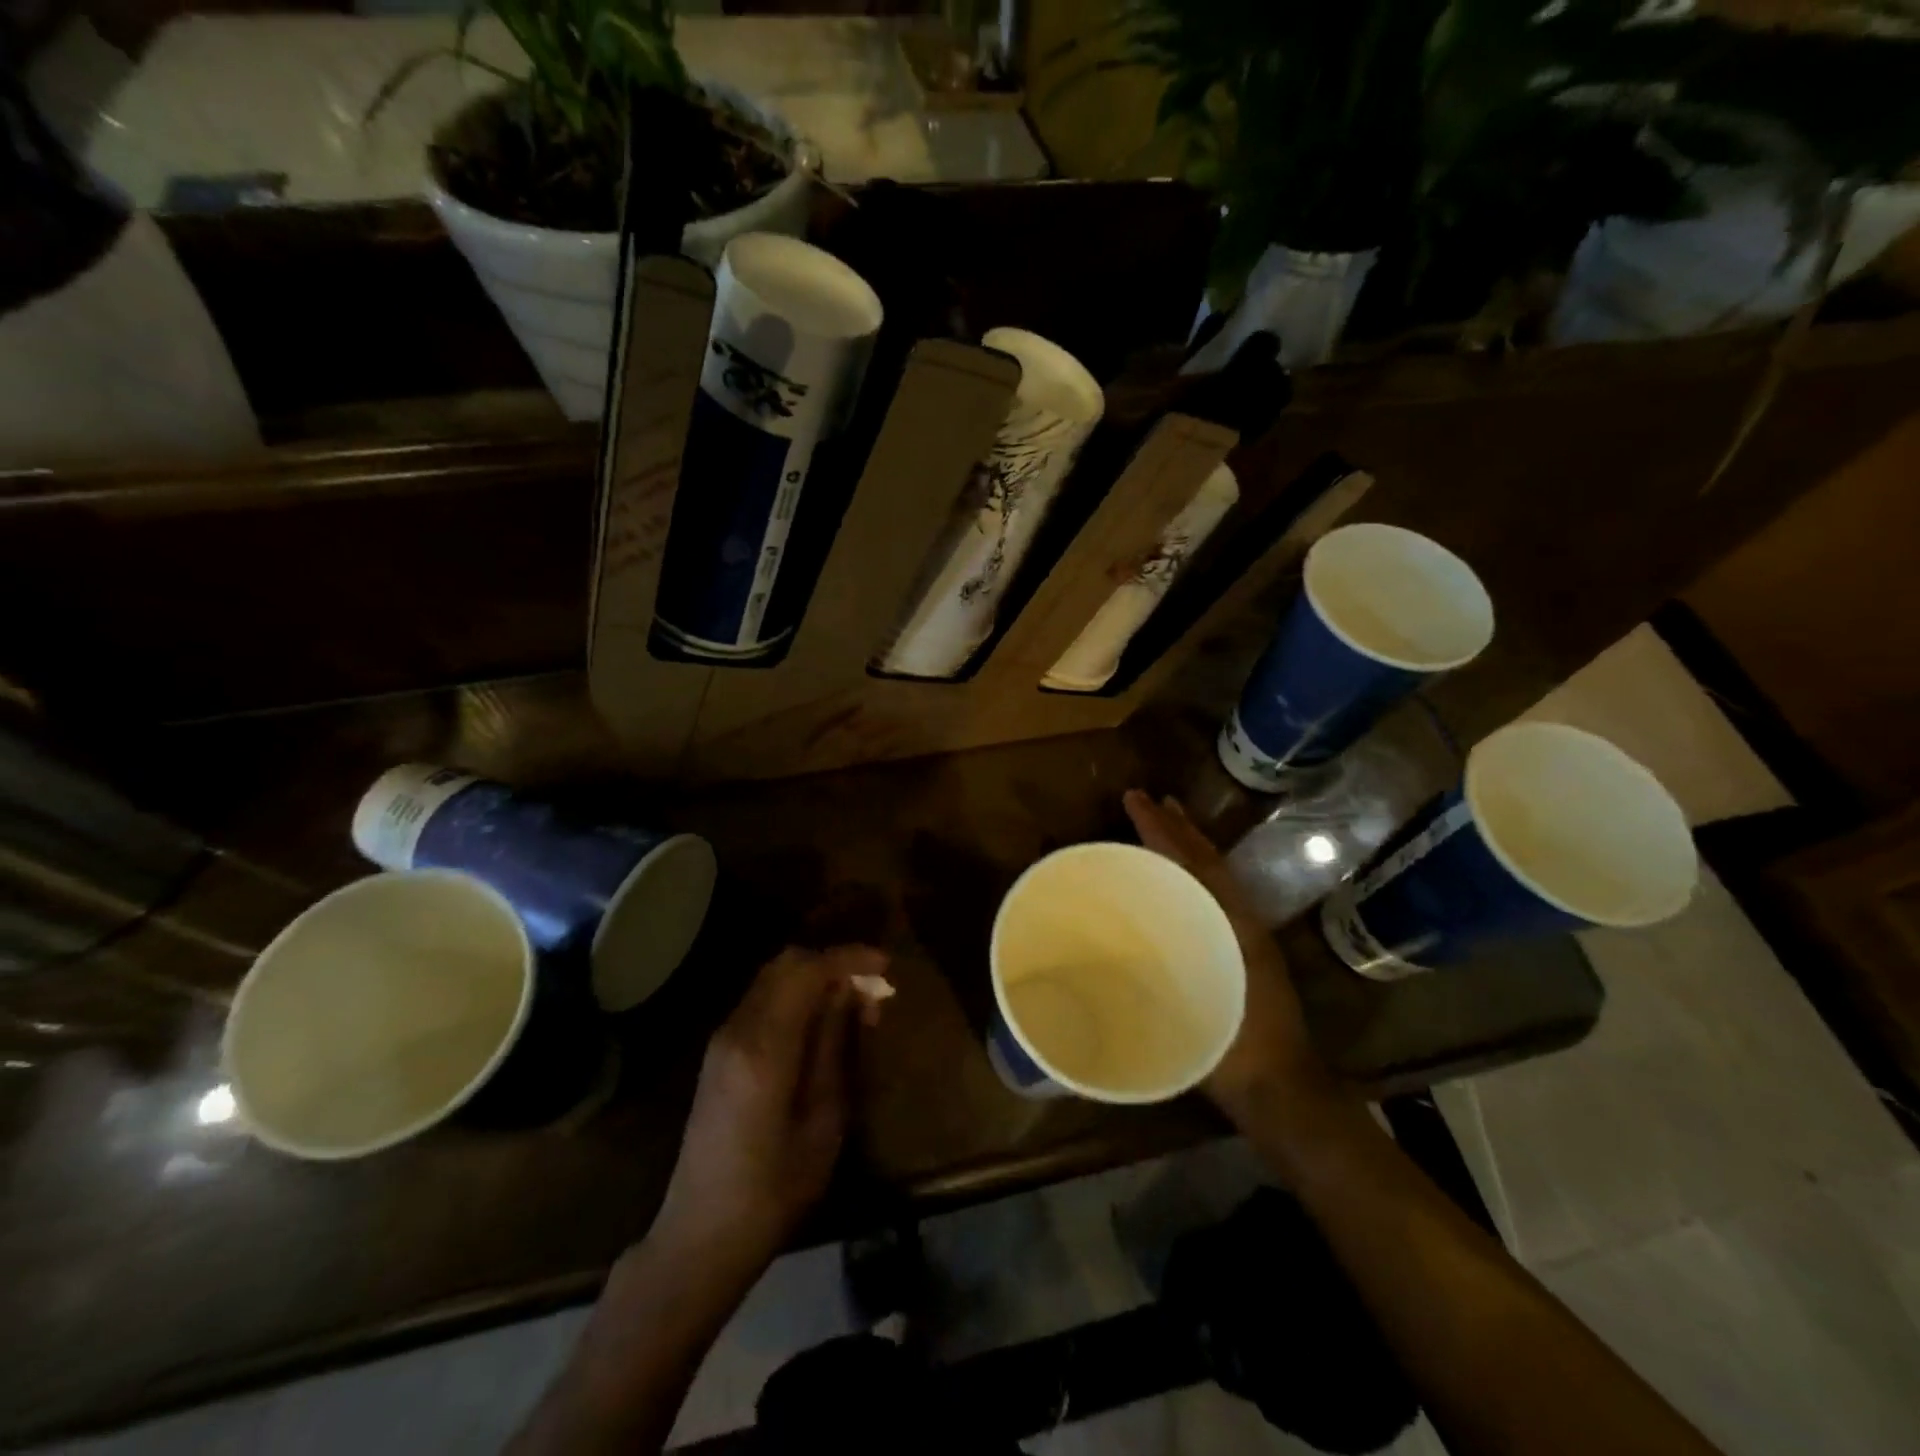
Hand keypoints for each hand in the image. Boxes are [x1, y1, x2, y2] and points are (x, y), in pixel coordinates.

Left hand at [652, 945, 886, 1283]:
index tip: (885, 965)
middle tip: (872, 987)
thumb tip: (850, 993)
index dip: (849, 959)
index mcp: (764, 1047)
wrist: (701, 1234)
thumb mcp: (823, 1120)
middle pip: (786, 963)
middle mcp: (737, 1029)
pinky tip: (820, 1021)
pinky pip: (762, 1000)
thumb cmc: (774, 1189)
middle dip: (832, 963)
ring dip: (814, 977)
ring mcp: (722, 1039)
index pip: (808, 971)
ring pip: (772, 978)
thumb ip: (834, 1046)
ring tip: (853, 1004)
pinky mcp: (718, 1052)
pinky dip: (795, 995)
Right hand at [1122, 790, 1341, 1125]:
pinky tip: (1177, 878)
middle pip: (1206, 860)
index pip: (1194, 863)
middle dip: (1176, 827)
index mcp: (1231, 924)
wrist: (1280, 1089)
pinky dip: (1194, 874)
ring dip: (1188, 846)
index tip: (1135, 800)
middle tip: (1147, 799)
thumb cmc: (1231, 1050)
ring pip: (1214, 876)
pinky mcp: (1243, 952)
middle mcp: (1240, 920)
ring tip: (1165, 820)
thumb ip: (1160, 975)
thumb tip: (1112, 944)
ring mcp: (1245, 936)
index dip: (1162, 830)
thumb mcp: (1194, 1007)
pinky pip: (1215, 897)